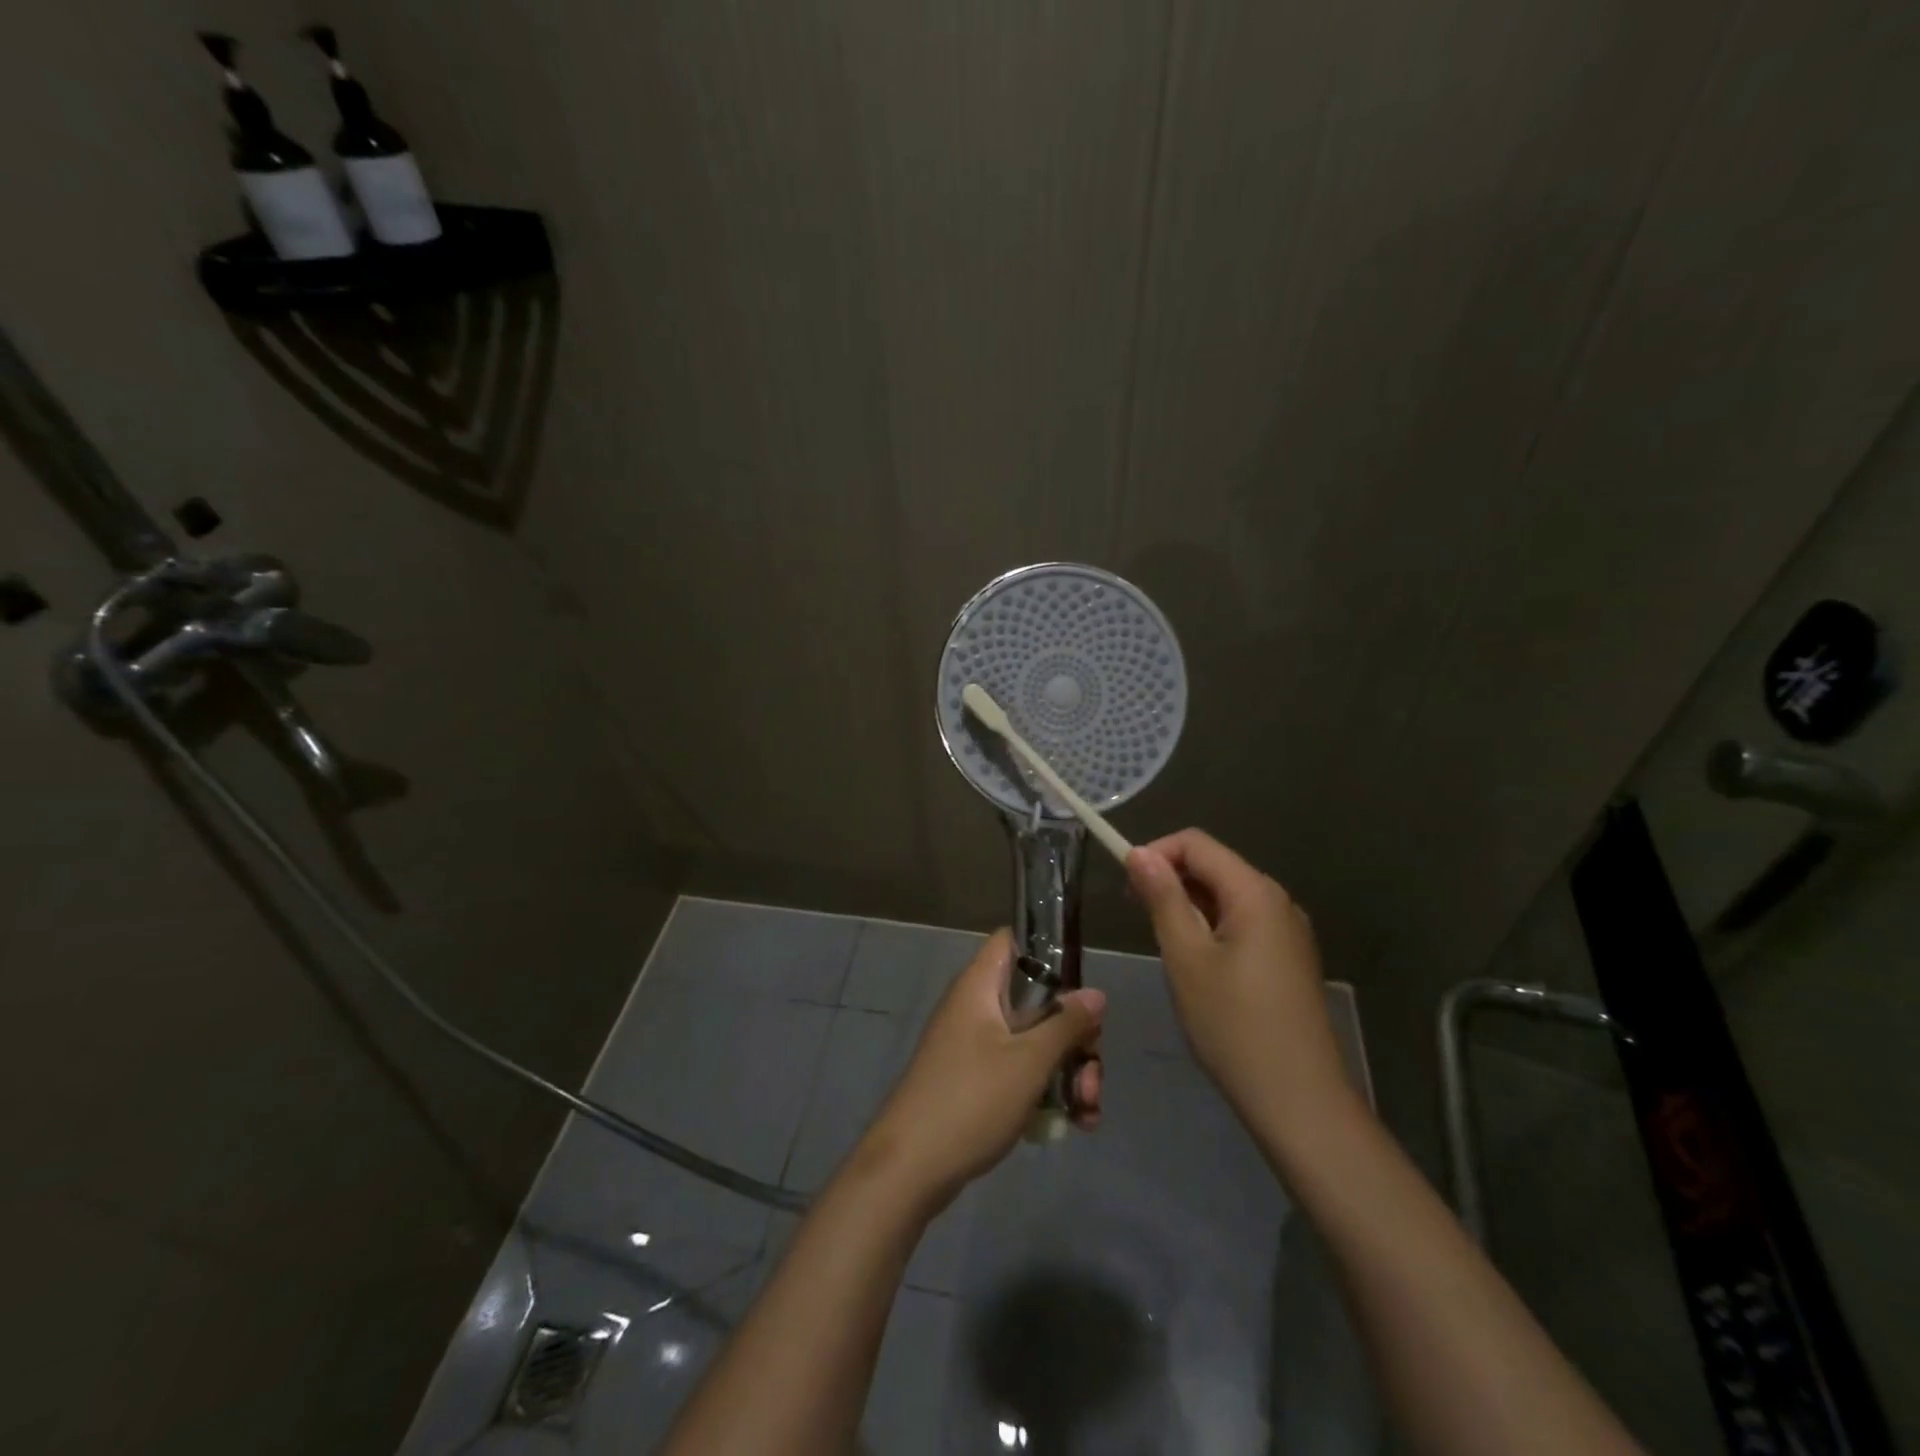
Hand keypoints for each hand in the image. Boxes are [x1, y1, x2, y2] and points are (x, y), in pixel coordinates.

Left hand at [859, 929, 1104, 1209]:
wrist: (910, 1168)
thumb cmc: (971, 1100)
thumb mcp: (1029, 1061)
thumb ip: (1066, 1024)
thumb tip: (1095, 993)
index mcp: (979, 986)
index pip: (1013, 941)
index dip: (1048, 951)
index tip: (1082, 984)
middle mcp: (976, 1008)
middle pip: (1037, 1001)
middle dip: (1074, 1036)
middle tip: (1092, 1073)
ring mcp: (975, 1046)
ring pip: (1034, 1041)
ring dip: (1068, 1071)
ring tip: (1088, 1112)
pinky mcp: (976, 1081)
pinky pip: (1020, 1071)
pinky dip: (1047, 1090)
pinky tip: (1075, 1123)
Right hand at [1126, 830, 1355, 1139]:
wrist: (1299, 1101)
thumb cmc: (1233, 1025)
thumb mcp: (1186, 958)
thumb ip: (1163, 899)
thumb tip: (1140, 853)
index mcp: (1255, 893)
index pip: (1196, 843)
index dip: (1156, 853)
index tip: (1126, 886)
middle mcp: (1277, 901)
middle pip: (1214, 866)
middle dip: (1170, 879)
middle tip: (1136, 915)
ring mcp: (1288, 931)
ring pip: (1226, 896)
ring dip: (1188, 905)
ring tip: (1163, 943)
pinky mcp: (1288, 959)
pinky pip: (1242, 923)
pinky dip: (1211, 927)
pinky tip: (1196, 964)